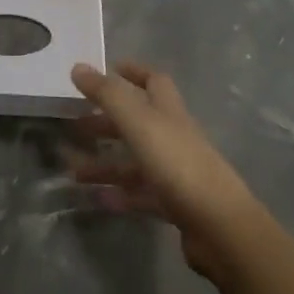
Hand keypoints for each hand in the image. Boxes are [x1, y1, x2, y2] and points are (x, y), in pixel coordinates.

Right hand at [68, 62, 264, 278]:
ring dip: (104, 163)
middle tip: (75, 124)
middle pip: (137, 122)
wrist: (220, 227)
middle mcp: (173, 137)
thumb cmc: (178, 163)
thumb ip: (108, 94)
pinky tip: (96, 199)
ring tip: (73, 171)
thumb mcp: (138, 122)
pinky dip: (118, 194)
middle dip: (106, 121)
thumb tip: (78, 67)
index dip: (132, 72)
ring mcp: (176, 172)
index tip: (106, 71)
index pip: (153, 81)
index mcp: (168, 111)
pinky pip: (140, 194)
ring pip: (134, 161)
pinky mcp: (175, 204)